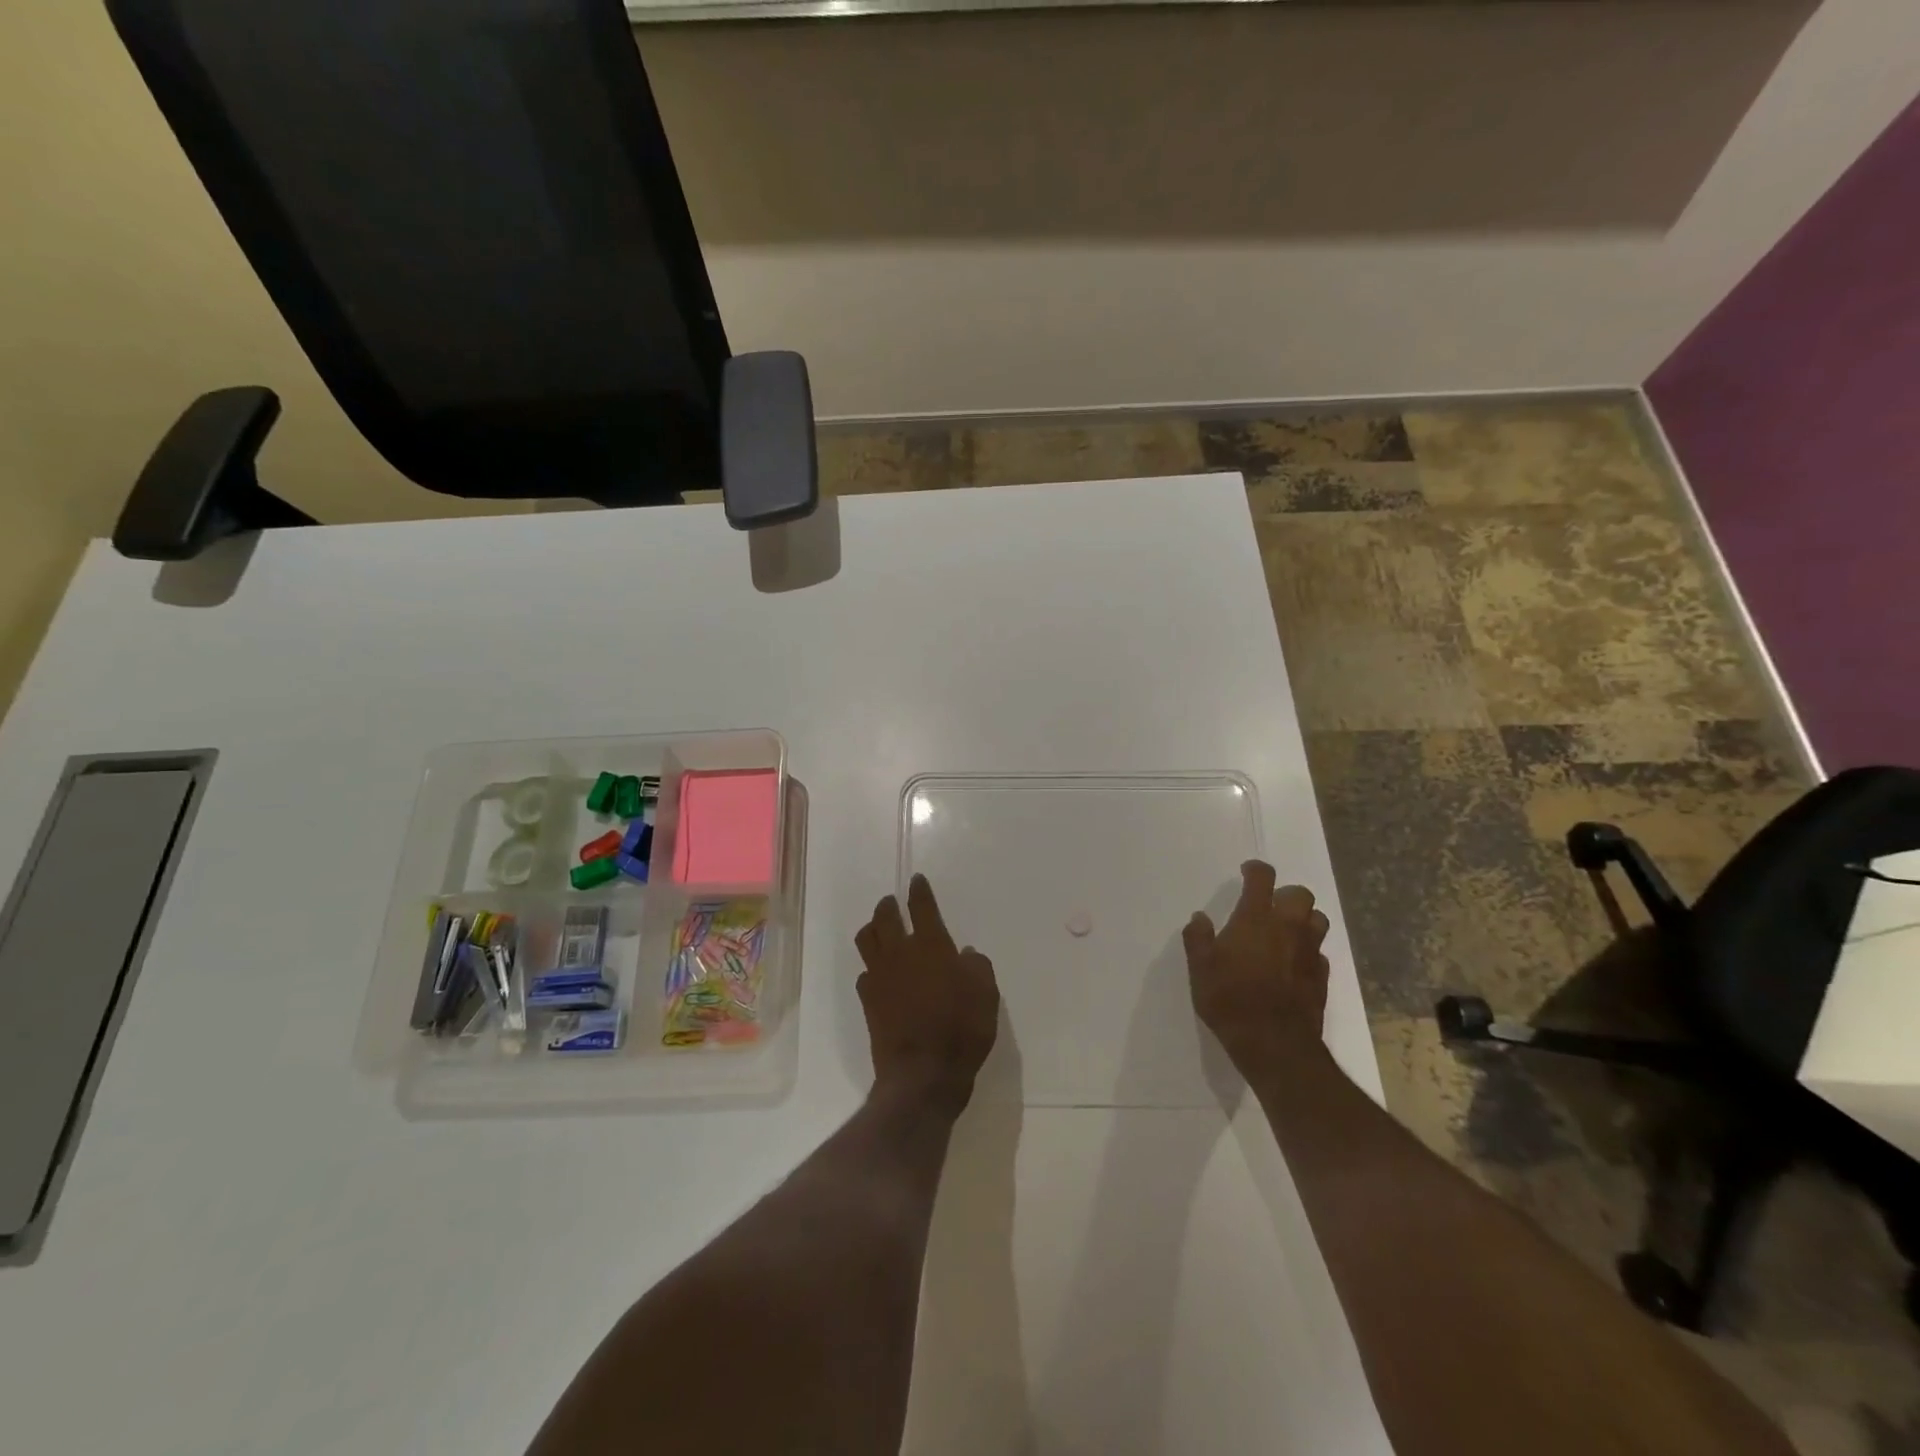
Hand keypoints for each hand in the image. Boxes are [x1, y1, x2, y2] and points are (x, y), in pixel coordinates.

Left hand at [855, 874, 999, 1114]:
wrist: (923, 1074)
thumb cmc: (962, 1029)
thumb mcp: (986, 994)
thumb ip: (977, 967)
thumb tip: (965, 954)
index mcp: (931, 946)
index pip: (922, 907)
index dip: (919, 891)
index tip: (916, 880)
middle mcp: (900, 953)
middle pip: (885, 918)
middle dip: (888, 906)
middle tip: (891, 902)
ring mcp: (880, 977)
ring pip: (866, 940)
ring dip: (872, 929)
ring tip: (878, 929)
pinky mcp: (868, 1001)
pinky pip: (865, 974)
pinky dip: (871, 968)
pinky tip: (878, 973)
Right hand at [1183, 860, 1330, 1074]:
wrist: (1274, 1043)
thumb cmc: (1230, 998)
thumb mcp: (1200, 967)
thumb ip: (1198, 938)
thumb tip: (1200, 918)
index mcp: (1256, 918)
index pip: (1262, 878)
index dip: (1256, 870)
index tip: (1248, 872)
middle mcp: (1288, 927)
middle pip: (1301, 894)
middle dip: (1286, 895)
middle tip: (1269, 906)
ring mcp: (1309, 952)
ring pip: (1317, 920)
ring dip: (1304, 920)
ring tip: (1286, 931)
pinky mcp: (1322, 977)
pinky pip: (1319, 953)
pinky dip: (1308, 951)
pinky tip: (1293, 964)